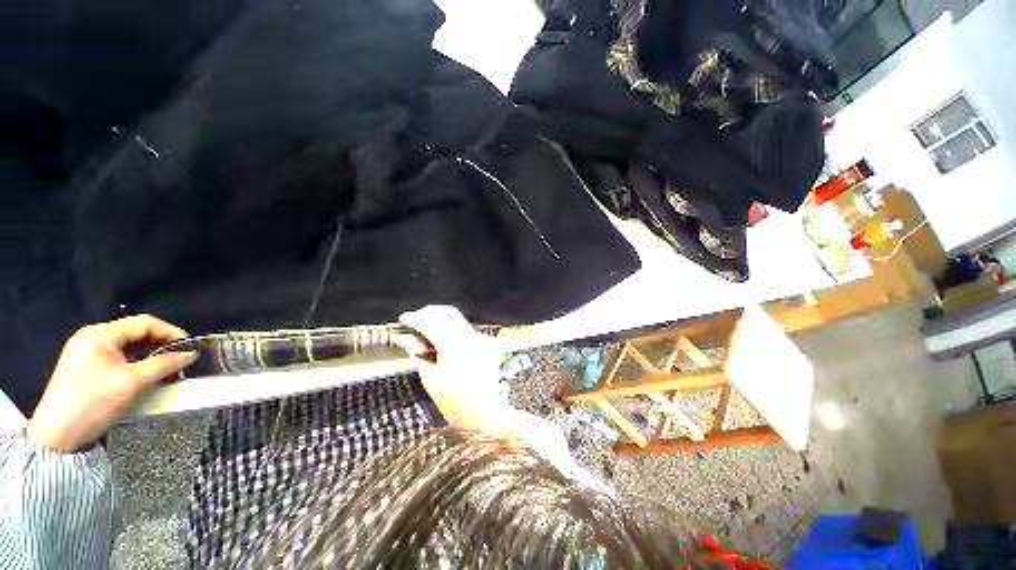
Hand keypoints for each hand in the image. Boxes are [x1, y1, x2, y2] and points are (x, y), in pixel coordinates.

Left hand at [27, 315, 197, 452]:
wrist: (57, 436)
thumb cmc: (92, 403)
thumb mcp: (131, 383)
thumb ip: (163, 365)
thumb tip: (191, 355)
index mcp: (100, 334)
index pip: (144, 323)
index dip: (170, 332)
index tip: (189, 347)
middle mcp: (93, 338)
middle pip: (136, 334)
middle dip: (161, 346)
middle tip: (180, 361)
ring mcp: (87, 354)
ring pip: (129, 348)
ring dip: (150, 358)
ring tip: (166, 372)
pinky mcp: (87, 369)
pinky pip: (119, 360)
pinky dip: (137, 366)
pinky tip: (146, 378)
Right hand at [396, 306, 512, 435]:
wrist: (487, 413)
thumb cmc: (456, 402)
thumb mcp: (431, 379)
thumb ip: (418, 353)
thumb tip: (404, 338)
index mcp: (454, 346)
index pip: (432, 322)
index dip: (415, 318)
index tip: (403, 319)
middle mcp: (470, 336)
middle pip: (447, 313)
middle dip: (428, 313)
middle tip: (414, 322)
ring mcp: (480, 338)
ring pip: (457, 318)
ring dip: (439, 319)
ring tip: (425, 329)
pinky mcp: (486, 342)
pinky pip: (465, 328)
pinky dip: (451, 328)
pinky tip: (442, 338)